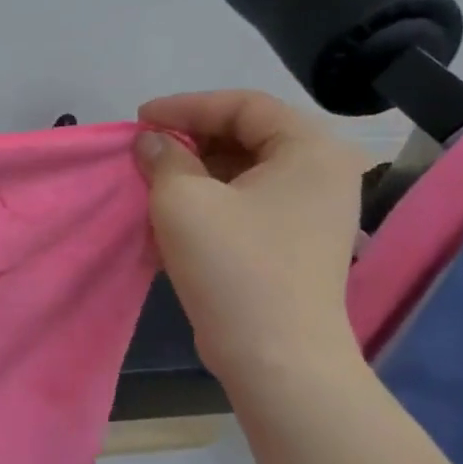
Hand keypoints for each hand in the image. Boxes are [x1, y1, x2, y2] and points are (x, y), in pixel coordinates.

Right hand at [136, 91, 365, 389]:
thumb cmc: (233, 266)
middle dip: (190, 140)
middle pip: (247, 136)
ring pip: (244, 172)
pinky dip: (210, 200)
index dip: (186, 106)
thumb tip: (152, 143)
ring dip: (195, 172)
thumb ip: (163, 158)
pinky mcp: (295, 243)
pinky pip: (248, 204)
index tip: (140, 120)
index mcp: (310, 150)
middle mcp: (322, 173)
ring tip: (152, 181)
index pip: (243, 106)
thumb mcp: (184, 201)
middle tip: (146, 151)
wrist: (275, 357)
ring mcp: (312, 212)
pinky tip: (173, 214)